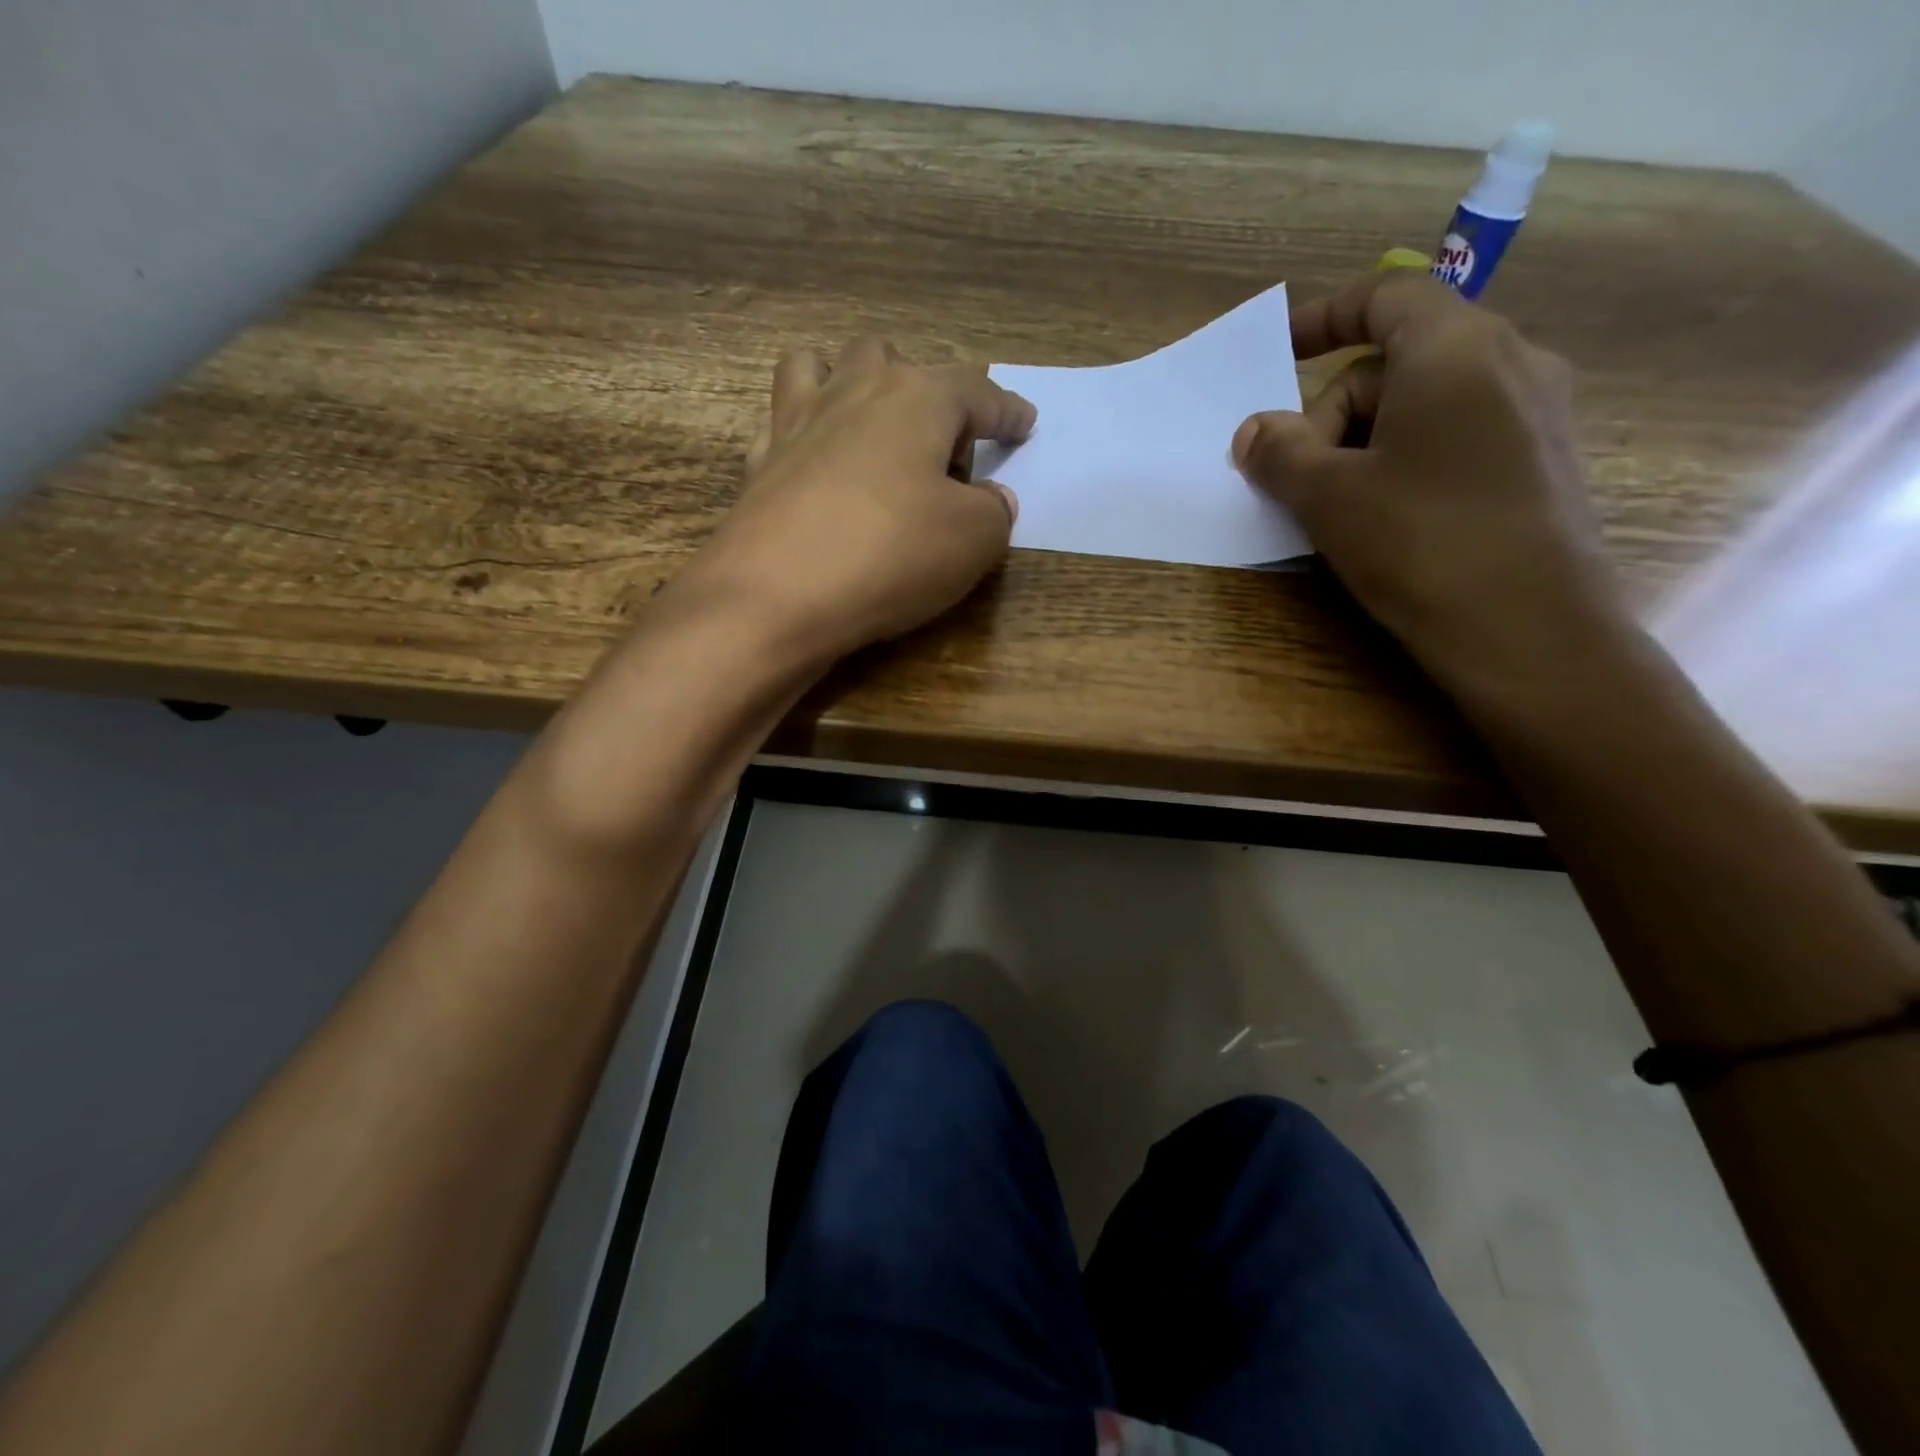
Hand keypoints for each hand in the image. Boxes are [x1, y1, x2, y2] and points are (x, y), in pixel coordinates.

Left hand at [681, 338, 1035, 664]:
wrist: (776, 595)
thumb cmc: (890, 555)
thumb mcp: (973, 540)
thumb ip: (995, 512)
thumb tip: (991, 499)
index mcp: (916, 399)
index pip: (976, 392)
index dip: (1006, 411)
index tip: (1025, 422)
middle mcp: (853, 393)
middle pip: (891, 360)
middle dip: (922, 391)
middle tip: (939, 448)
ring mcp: (796, 424)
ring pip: (819, 367)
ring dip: (848, 382)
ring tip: (866, 423)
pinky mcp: (759, 464)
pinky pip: (782, 425)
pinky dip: (804, 436)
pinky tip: (815, 467)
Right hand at [1232, 272, 1632, 707]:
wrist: (1529, 631)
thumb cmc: (1420, 543)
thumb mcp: (1328, 497)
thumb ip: (1280, 453)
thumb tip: (1251, 431)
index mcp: (1456, 349)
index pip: (1385, 297)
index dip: (1324, 317)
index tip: (1279, 349)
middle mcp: (1509, 361)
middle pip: (1398, 362)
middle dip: (1334, 412)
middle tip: (1298, 478)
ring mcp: (1536, 413)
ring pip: (1427, 403)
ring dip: (1366, 442)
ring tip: (1338, 506)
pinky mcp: (1543, 462)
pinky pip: (1458, 435)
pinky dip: (1407, 459)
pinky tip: (1389, 516)